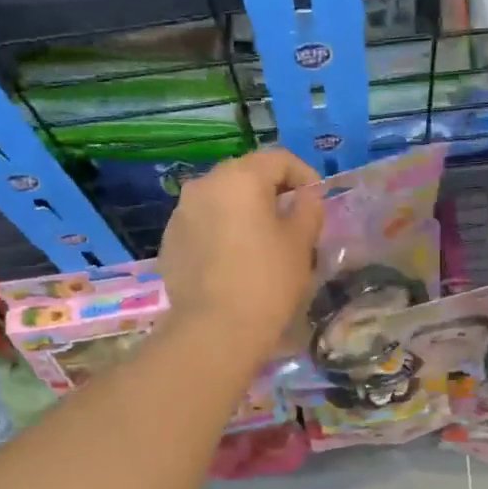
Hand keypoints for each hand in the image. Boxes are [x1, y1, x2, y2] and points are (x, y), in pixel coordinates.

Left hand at [159, 149, 324, 353]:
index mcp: (240, 178)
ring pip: (221, 201)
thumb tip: (306, 196)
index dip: (304, 175)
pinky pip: (203, 226)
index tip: (318, 200)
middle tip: (292, 221)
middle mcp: (204, 185)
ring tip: (261, 243)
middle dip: (271, 192)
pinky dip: (222, 233)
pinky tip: (234, 262)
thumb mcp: (301, 243)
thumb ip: (308, 209)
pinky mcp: (170, 242)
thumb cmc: (267, 281)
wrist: (215, 329)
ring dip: (243, 213)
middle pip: (245, 176)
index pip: (279, 159)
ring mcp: (181, 213)